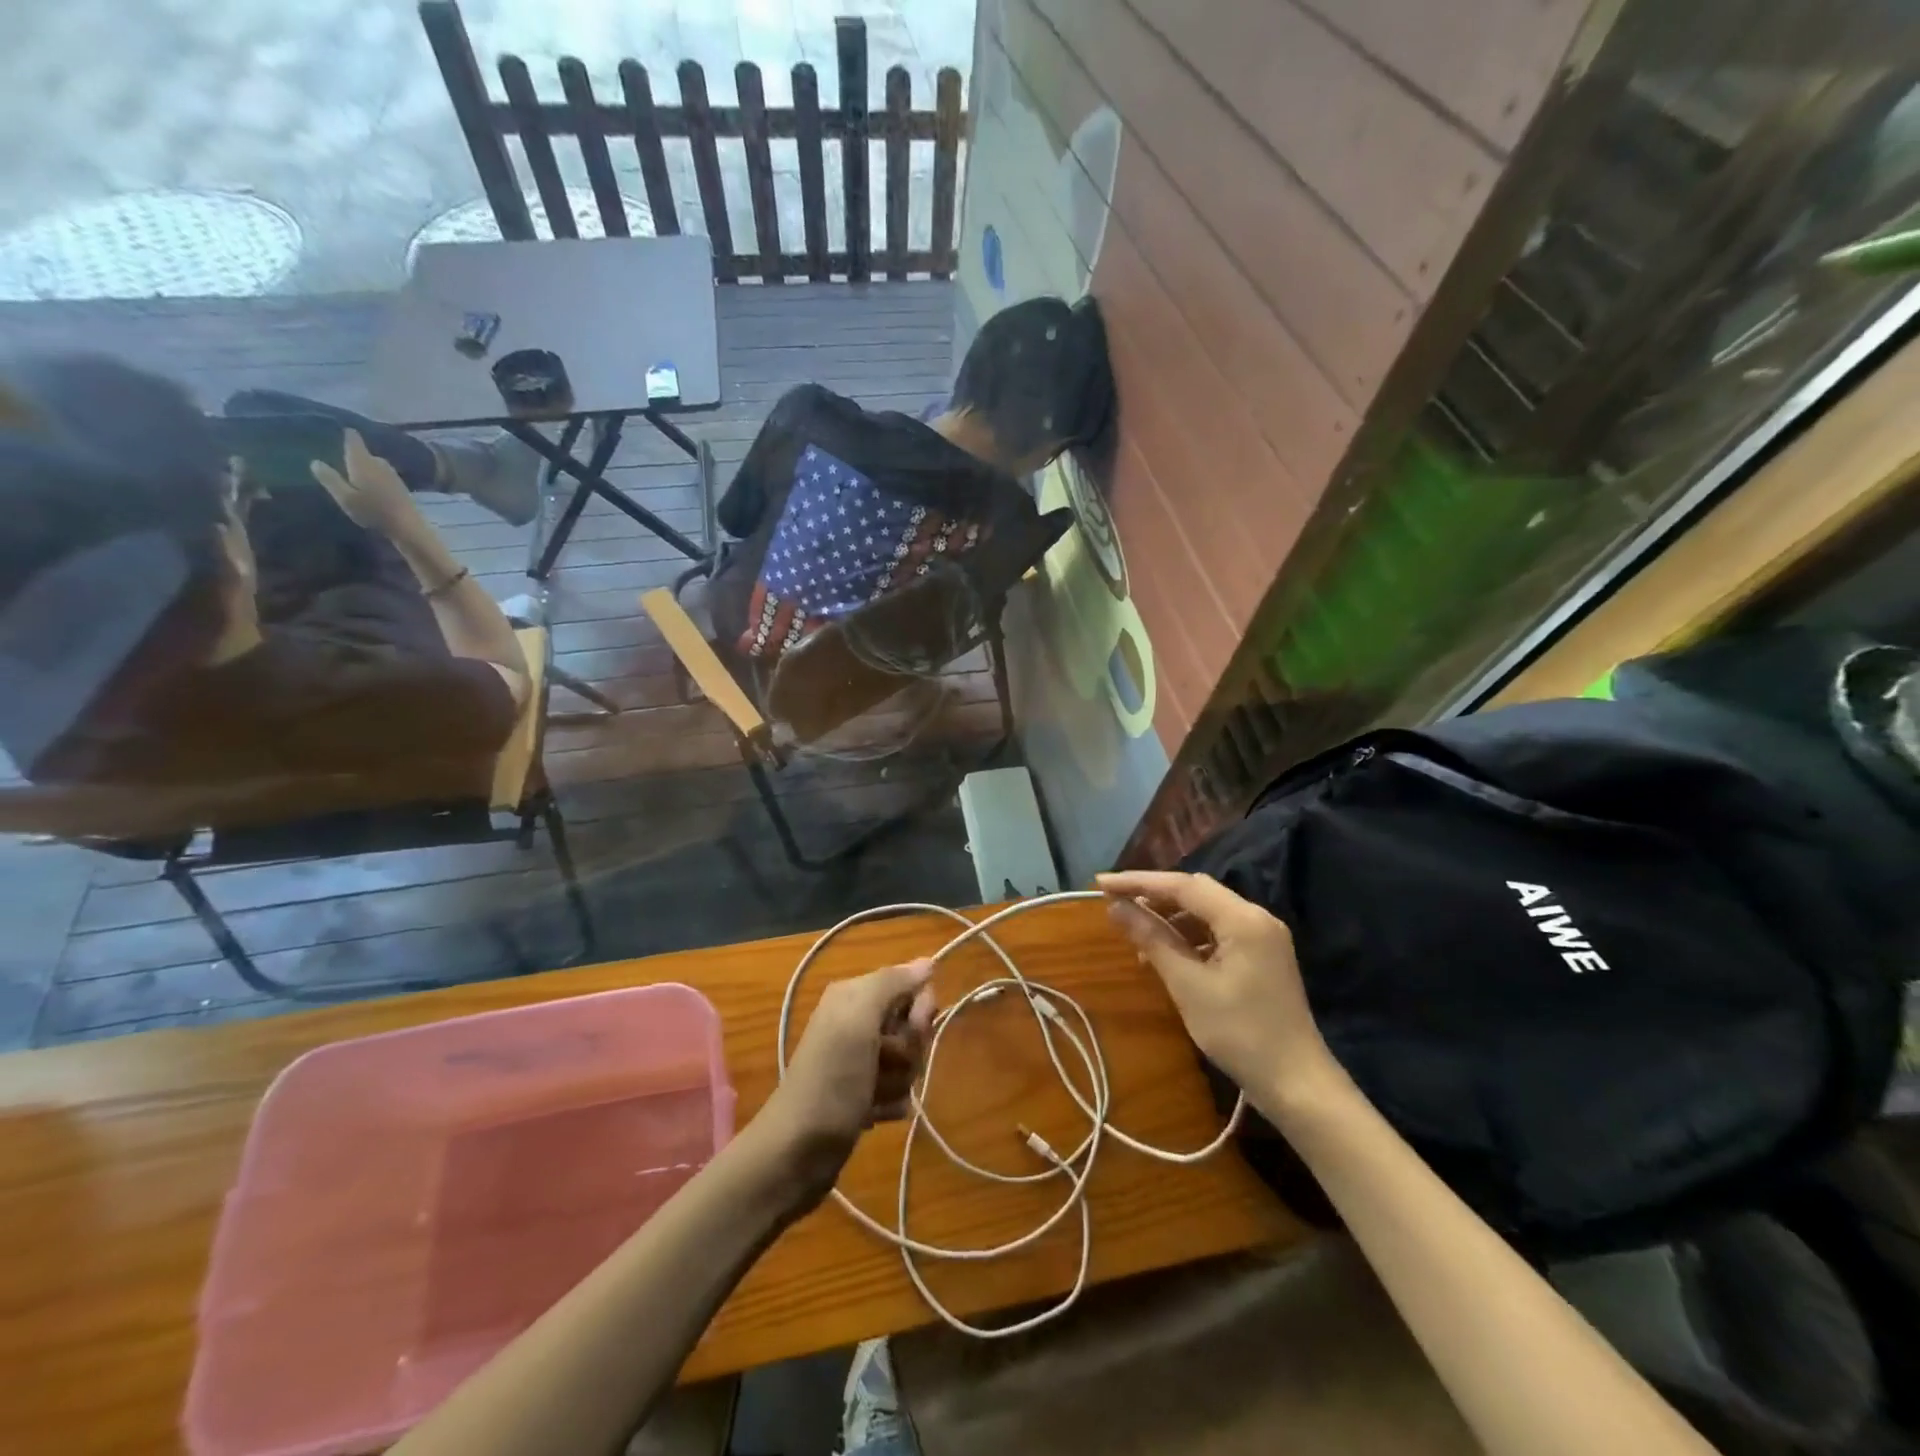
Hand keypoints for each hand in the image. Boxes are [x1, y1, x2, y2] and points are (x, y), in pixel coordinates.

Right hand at [311, 429, 424, 540]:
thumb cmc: (373, 510)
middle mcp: (379, 463)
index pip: (354, 440)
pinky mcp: (401, 487)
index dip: (347, 434)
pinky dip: (376, 476)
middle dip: (354, 453)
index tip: (340, 429)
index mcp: (362, 461)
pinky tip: (372, 484)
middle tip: (340, 453)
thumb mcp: (345, 496)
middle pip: (365, 453)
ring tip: (354, 469)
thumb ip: (330, 478)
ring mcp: (393, 475)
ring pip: (376, 464)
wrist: (408, 526)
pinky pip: (384, 475)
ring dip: (366, 465)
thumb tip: (315, 461)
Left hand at [760, 959, 937, 1205]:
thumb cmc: (830, 1080)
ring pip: (909, 1060)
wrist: (796, 1153)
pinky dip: (891, 1103)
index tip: (912, 1028)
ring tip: (874, 1094)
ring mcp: (860, 1060)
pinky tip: (874, 1114)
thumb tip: (928, 961)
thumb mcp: (857, 1021)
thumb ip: (891, 984)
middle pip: (912, 1025)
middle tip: (884, 1063)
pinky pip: (899, 1089)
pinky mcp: (864, 1094)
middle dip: (909, 1049)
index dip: (920, 1009)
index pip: (911, 985)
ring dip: (900, 1080)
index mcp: (854, 995)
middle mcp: (856, 1021)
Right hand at [1098, 871, 1342, 1112]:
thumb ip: (1152, 939)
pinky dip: (1188, 937)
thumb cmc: (1240, 1033)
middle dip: (1153, 895)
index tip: (1101, 883)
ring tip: (1135, 936)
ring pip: (1206, 912)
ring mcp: (1262, 937)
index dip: (1138, 882)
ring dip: (1170, 918)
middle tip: (1114, 904)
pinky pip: (1217, 932)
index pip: (1183, 885)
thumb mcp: (1188, 985)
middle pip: (1196, 892)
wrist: (1297, 1084)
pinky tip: (1165, 955)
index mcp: (1243, 919)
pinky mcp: (1261, 956)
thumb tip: (1115, 908)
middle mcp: (1256, 917)